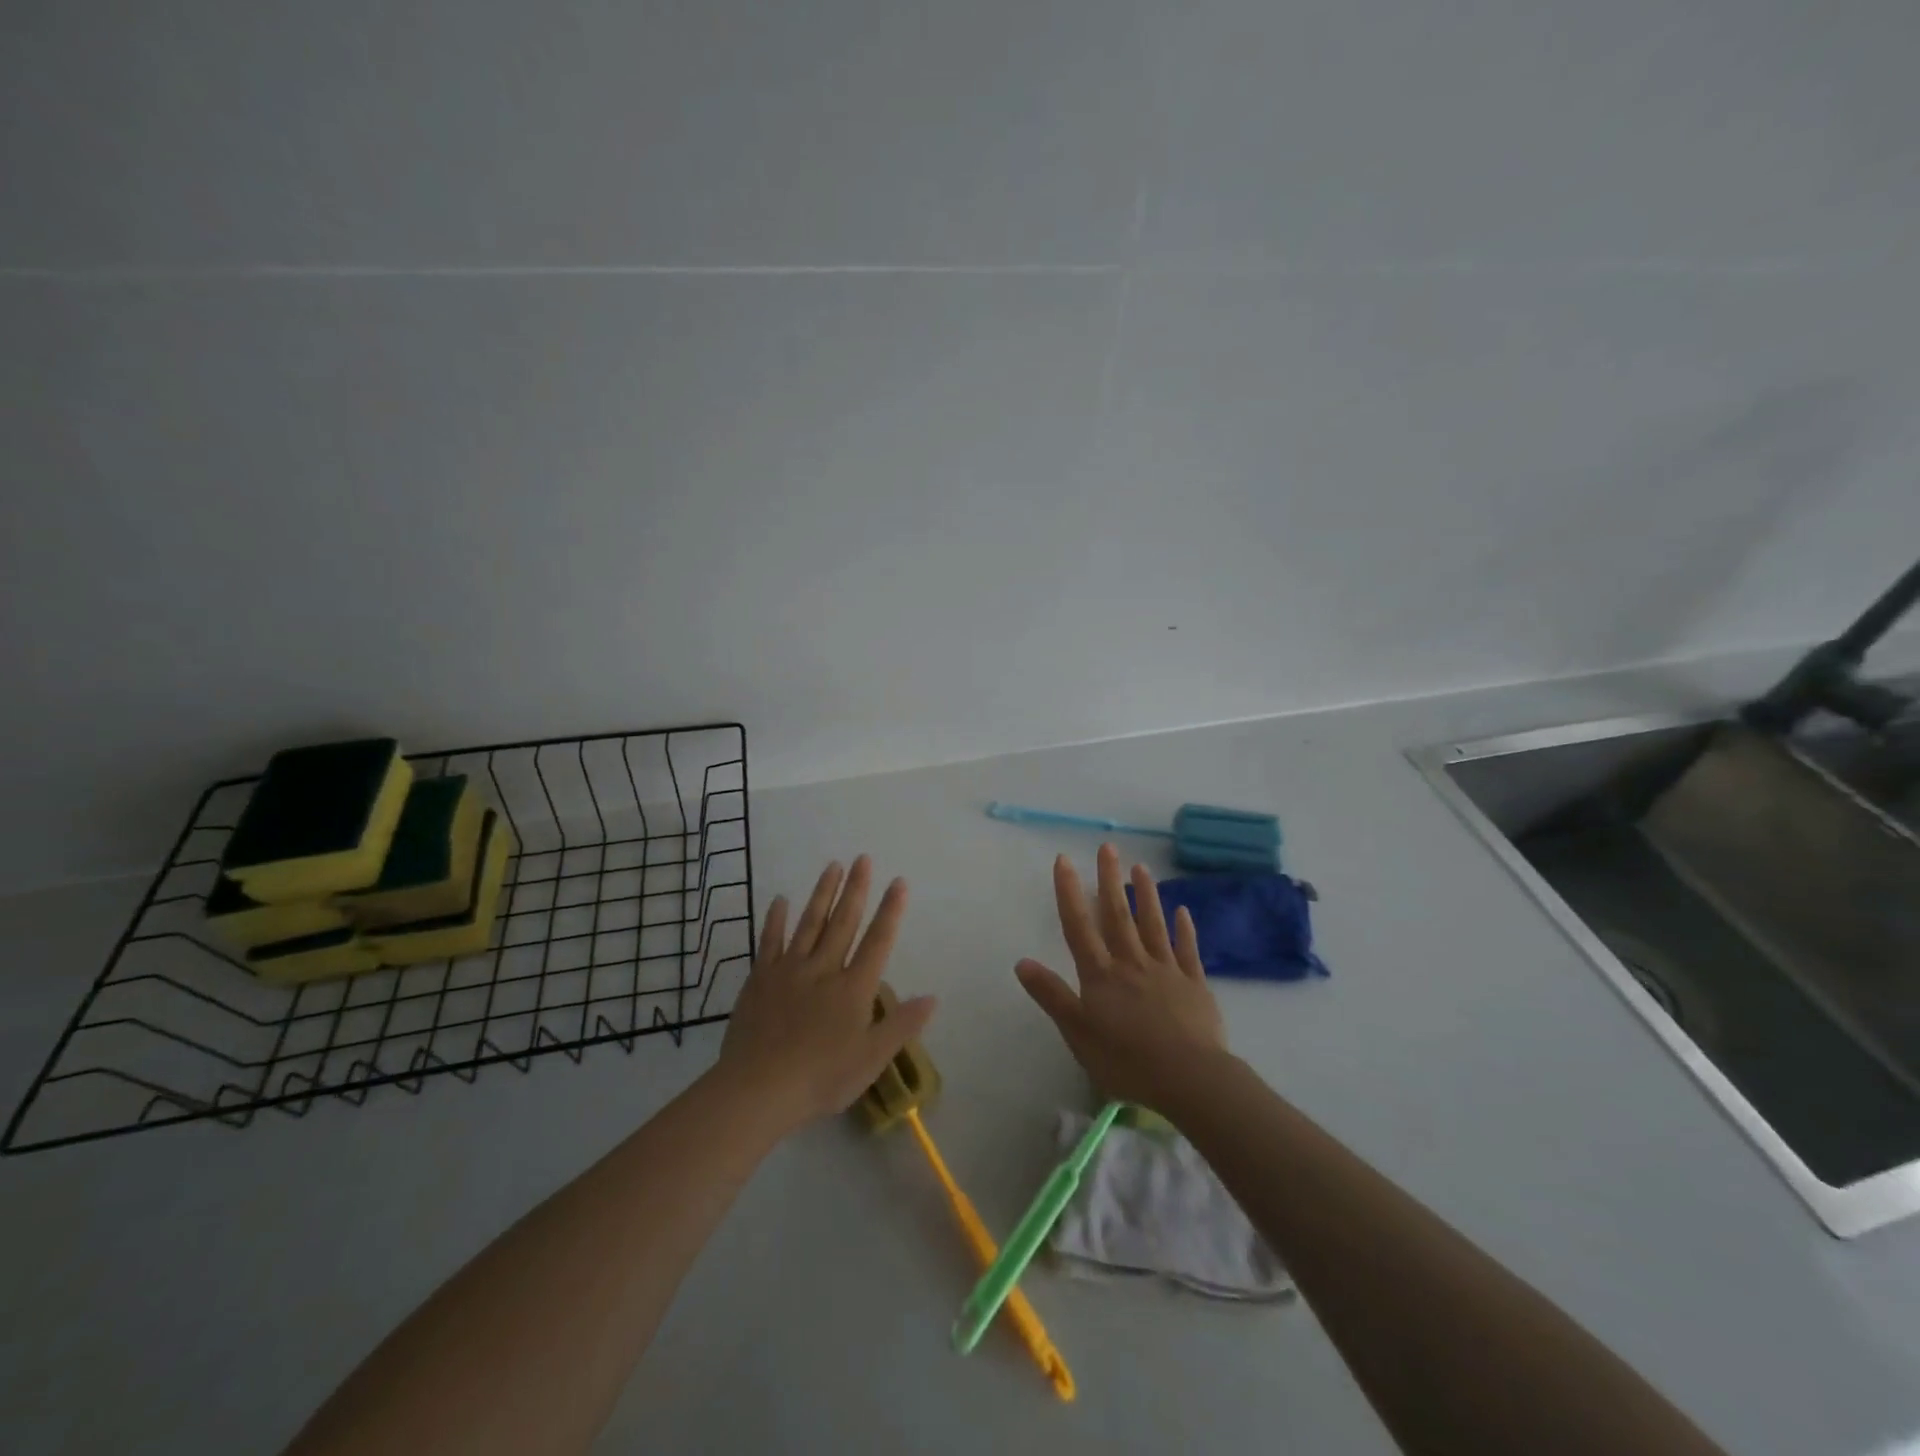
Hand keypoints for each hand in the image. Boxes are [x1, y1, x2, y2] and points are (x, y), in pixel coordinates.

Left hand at [717, 855, 935, 1134]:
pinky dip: (776, 919)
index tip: (898, 882)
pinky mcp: (760, 979)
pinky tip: (780, 899)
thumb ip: (901, 1025)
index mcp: (853, 988)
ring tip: (832, 866)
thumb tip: (932, 997)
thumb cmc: (821, 1078)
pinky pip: (770, 941)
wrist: (758, 1089)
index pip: (878, 941)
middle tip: (863, 858)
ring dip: (823, 893)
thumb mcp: (871, 1059)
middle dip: (856, 889)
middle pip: (843, 922)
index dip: (890, 911)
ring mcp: (789, 970)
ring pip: (810, 923)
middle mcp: (824, 969)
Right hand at [1015, 843, 1227, 1111]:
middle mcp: (1132, 963)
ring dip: (1146, 895)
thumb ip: (1052, 995)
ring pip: (1153, 925)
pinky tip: (1183, 910)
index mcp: (1101, 975)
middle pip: (1118, 915)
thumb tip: (1022, 961)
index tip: (1065, 860)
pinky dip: (1184, 929)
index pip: (1080, 926)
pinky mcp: (1194, 985)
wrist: (1189, 1078)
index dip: (1070, 892)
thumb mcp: (1077, 1032)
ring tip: (1141, 867)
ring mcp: (1166, 970)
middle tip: (1108, 847)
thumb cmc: (1126, 1060)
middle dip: (1110, 879)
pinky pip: (1187, 950)